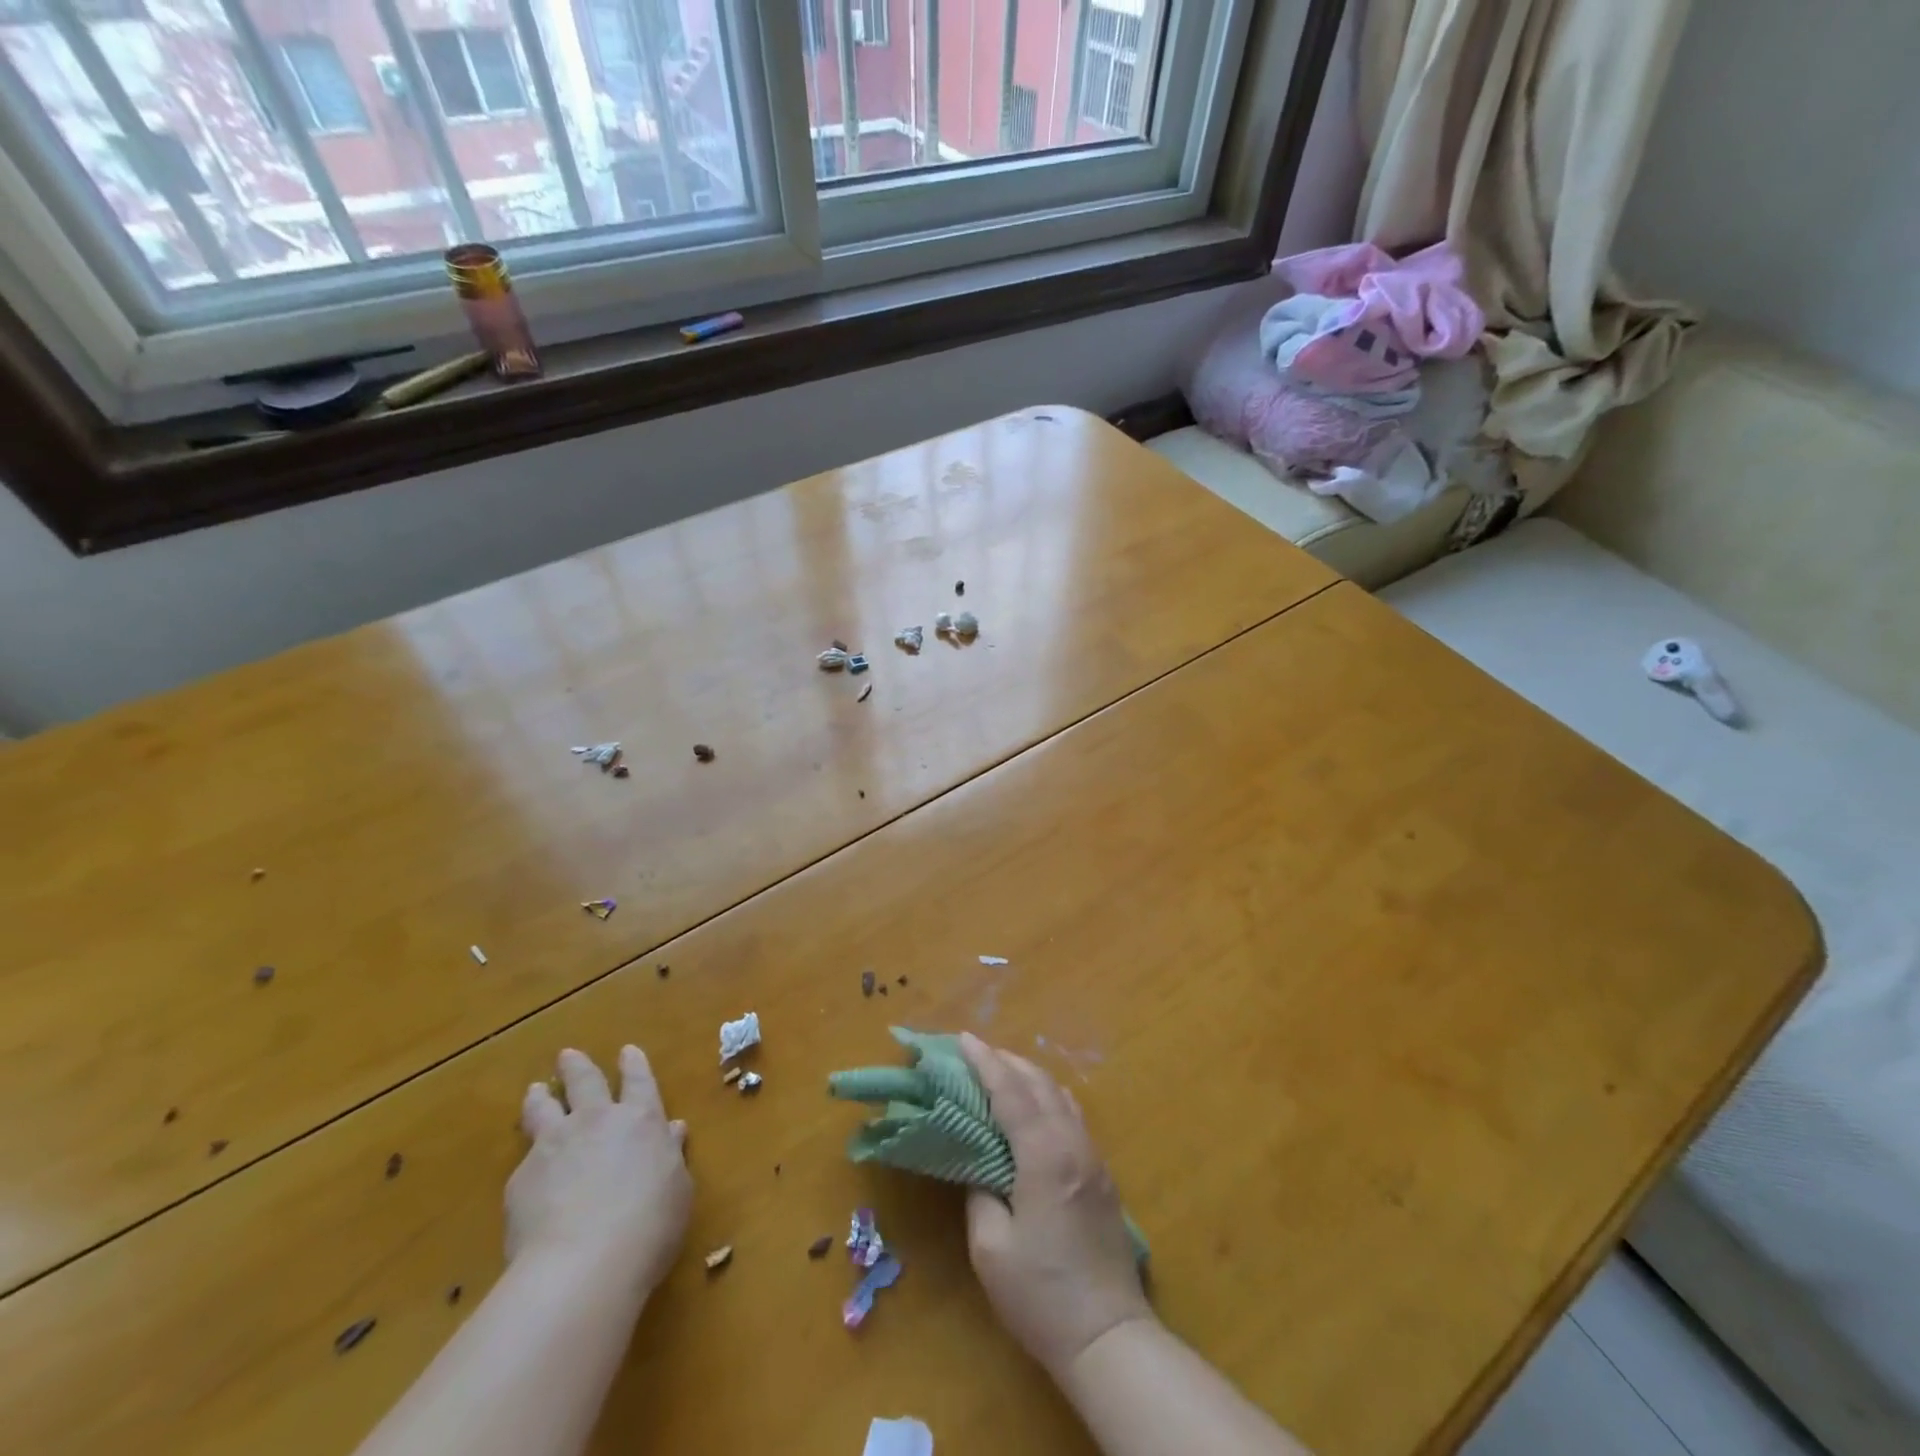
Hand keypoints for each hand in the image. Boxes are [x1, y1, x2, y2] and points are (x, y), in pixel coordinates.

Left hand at [508, 1045, 691, 1294]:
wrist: (584, 1264)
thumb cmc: (650, 1225)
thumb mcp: (678, 1189)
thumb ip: (671, 1155)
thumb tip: (672, 1131)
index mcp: (642, 1119)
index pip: (638, 1081)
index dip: (634, 1065)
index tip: (627, 1050)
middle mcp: (597, 1121)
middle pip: (585, 1081)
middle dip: (578, 1066)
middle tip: (568, 1055)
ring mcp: (556, 1144)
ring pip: (544, 1108)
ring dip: (541, 1097)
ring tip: (536, 1090)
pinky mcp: (522, 1178)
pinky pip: (526, 1158)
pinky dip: (529, 1156)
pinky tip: (526, 1170)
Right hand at [960, 1033, 1153, 1376]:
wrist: (1108, 1336)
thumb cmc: (1042, 1295)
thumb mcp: (991, 1248)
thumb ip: (980, 1193)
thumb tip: (979, 1164)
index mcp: (1044, 1155)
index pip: (1011, 1092)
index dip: (985, 1062)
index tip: (962, 1039)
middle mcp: (1073, 1143)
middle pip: (1039, 1083)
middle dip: (1006, 1061)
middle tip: (975, 1052)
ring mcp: (1093, 1157)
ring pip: (1060, 1096)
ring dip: (1029, 1076)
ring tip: (1000, 1072)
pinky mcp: (1102, 1175)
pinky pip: (1072, 1116)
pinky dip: (1047, 1097)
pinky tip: (1035, 1107)